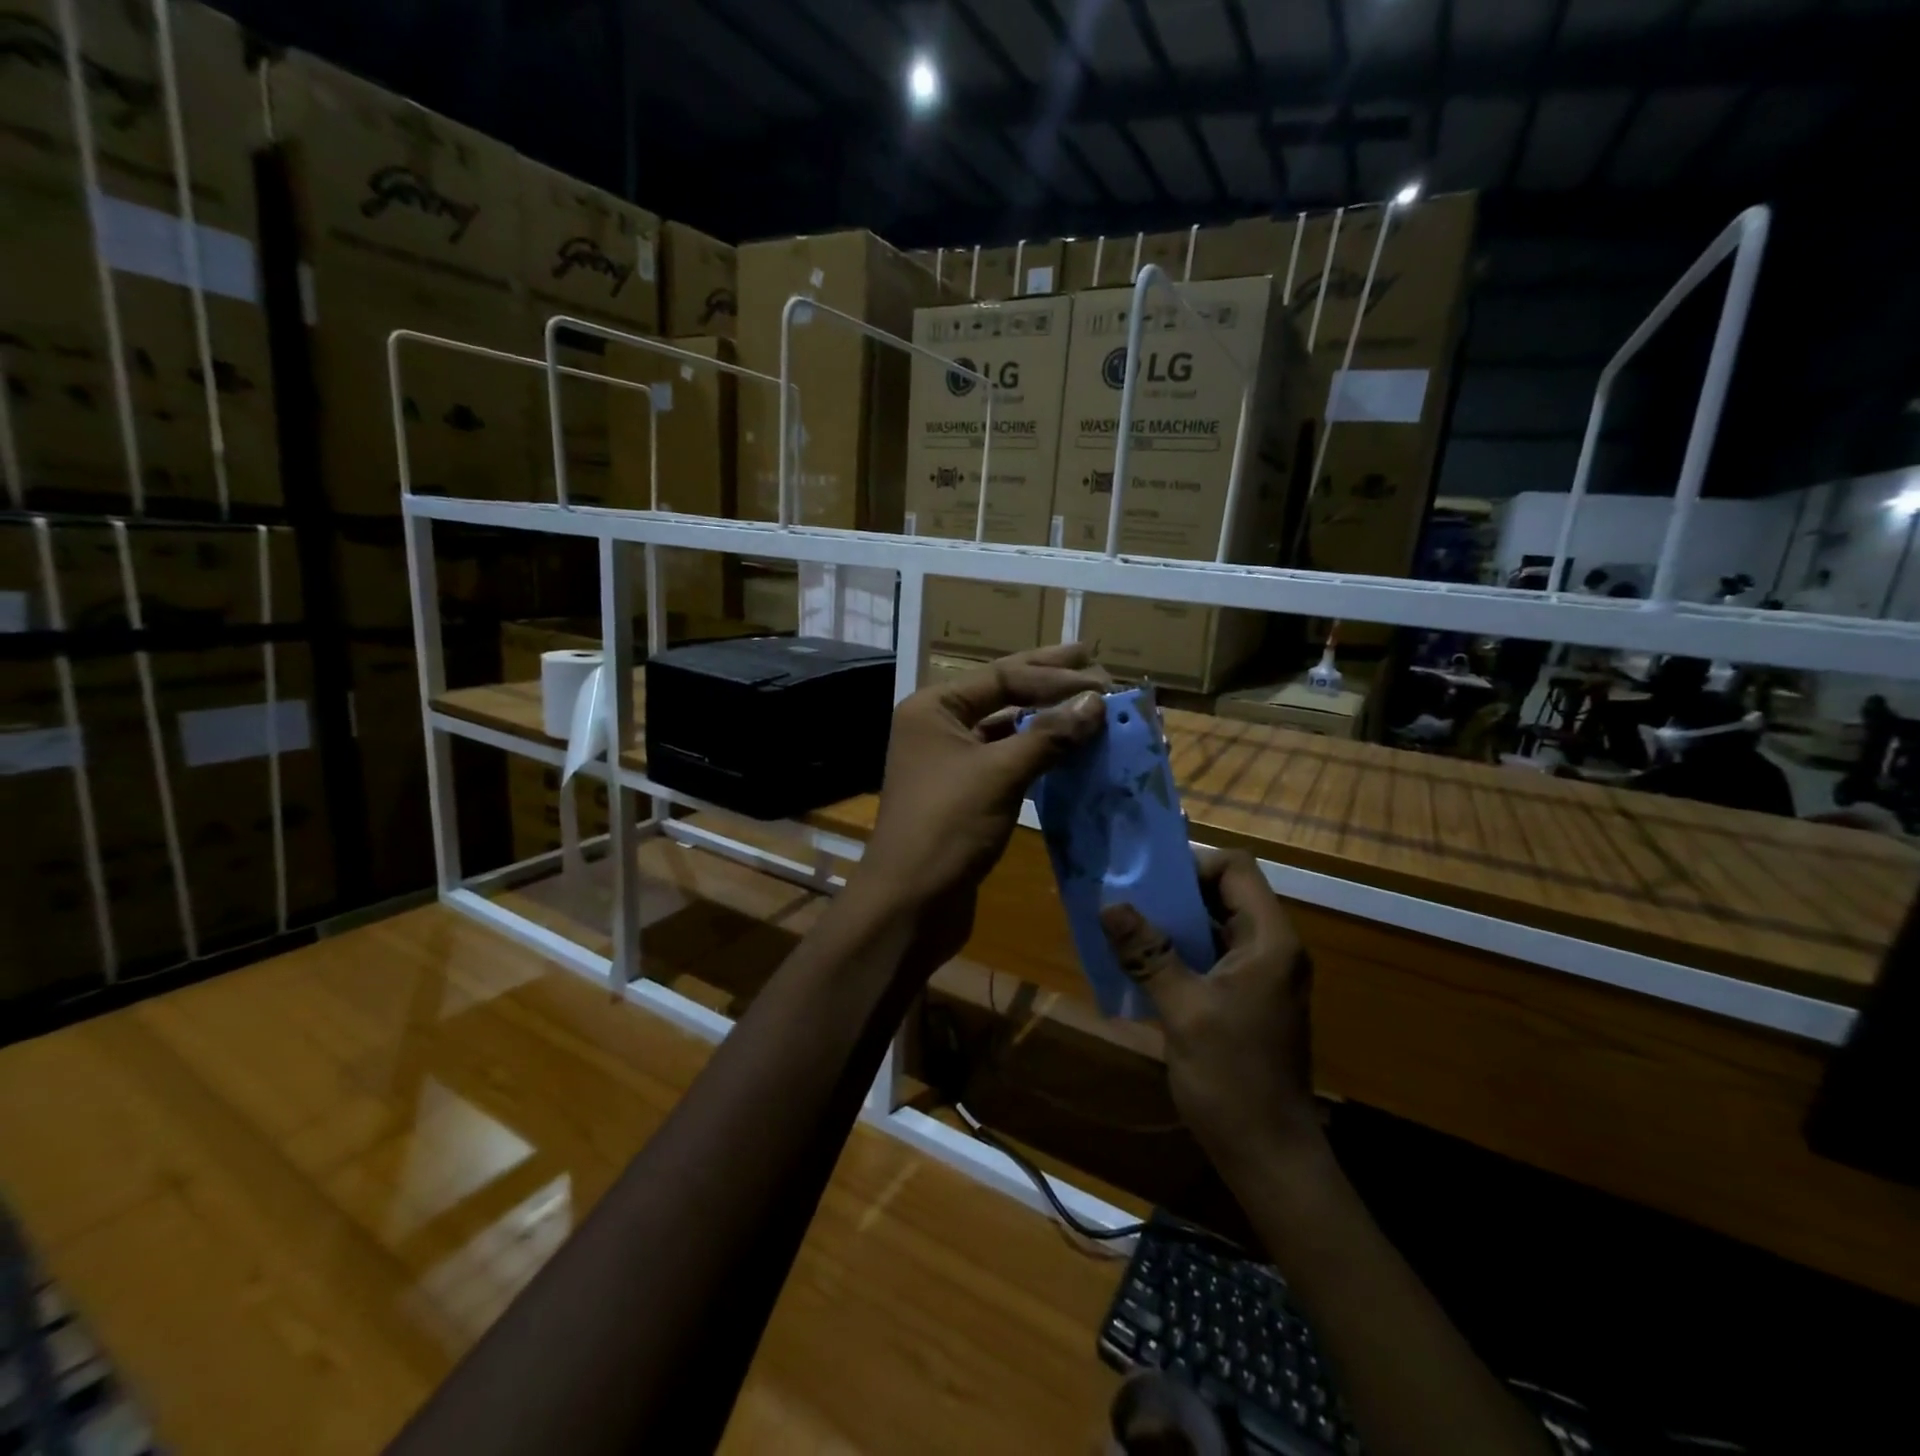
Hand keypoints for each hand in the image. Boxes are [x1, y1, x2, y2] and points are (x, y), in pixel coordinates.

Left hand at [858, 644, 1108, 966]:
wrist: (910, 904)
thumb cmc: (948, 826)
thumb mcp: (1000, 774)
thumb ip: (1049, 735)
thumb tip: (1096, 702)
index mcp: (934, 708)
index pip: (1002, 676)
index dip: (1055, 676)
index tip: (1104, 678)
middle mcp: (939, 726)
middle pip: (1003, 693)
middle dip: (1049, 680)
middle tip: (1095, 662)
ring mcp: (951, 761)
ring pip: (1008, 729)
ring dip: (1049, 719)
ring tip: (1092, 706)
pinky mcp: (967, 794)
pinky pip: (1009, 761)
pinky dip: (1040, 754)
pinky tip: (1071, 751)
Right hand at [1100, 851, 1317, 1171]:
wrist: (1270, 1156)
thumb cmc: (1233, 1079)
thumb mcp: (1184, 1011)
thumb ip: (1148, 954)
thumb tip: (1111, 905)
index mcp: (1269, 940)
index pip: (1236, 869)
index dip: (1193, 864)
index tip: (1148, 882)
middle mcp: (1271, 948)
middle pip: (1224, 894)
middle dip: (1174, 892)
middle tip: (1125, 899)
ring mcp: (1260, 976)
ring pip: (1214, 926)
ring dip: (1172, 924)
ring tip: (1125, 927)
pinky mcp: (1247, 1000)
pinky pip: (1211, 957)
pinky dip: (1179, 953)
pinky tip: (1142, 966)